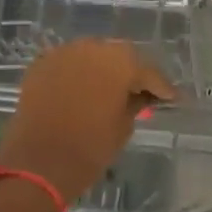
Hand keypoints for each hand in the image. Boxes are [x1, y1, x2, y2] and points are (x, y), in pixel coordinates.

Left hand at [0, 40, 176, 206]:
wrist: (39, 163)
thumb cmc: (90, 148)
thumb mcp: (123, 126)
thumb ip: (136, 104)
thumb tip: (142, 96)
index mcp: (120, 62)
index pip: (148, 72)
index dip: (162, 87)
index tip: (172, 98)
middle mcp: (93, 48)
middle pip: (119, 57)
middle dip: (131, 73)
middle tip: (140, 91)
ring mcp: (64, 53)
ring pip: (92, 56)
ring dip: (102, 70)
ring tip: (110, 91)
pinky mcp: (41, 65)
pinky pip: (69, 64)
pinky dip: (78, 75)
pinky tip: (83, 91)